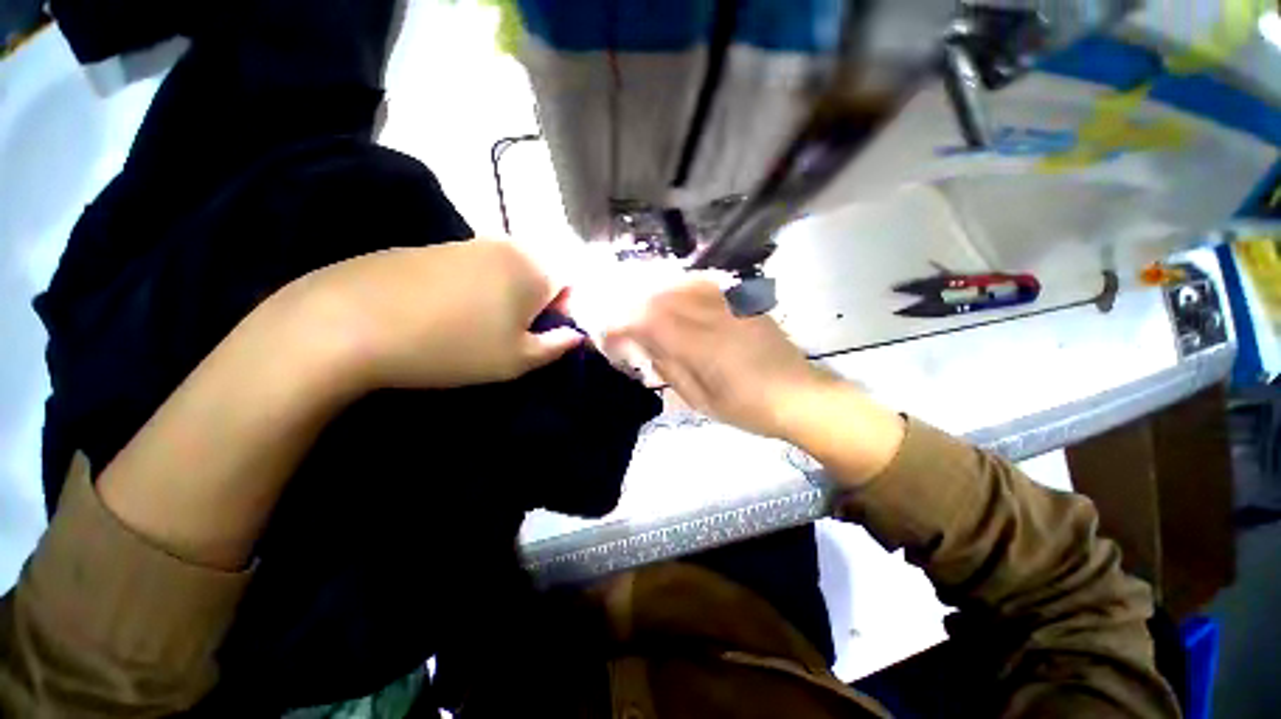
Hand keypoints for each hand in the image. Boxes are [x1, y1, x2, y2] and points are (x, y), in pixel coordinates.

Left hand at [284, 239, 583, 390]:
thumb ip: (556, 345)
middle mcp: (508, 244)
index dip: (565, 309)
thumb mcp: (517, 360)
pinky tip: (448, 311)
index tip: (542, 332)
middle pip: (542, 272)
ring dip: (507, 296)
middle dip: (537, 302)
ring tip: (478, 324)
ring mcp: (469, 241)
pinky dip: (477, 288)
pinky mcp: (437, 246)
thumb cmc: (453, 347)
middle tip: (512, 332)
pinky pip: (477, 266)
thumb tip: (576, 335)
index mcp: (535, 267)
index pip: (573, 282)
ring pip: (509, 269)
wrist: (350, 323)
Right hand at [604, 276, 831, 438]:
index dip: (621, 324)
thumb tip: (645, 345)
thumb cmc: (748, 408)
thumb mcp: (700, 400)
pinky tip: (674, 294)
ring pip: (680, 284)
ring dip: (653, 293)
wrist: (800, 396)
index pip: (647, 322)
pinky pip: (703, 283)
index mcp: (700, 347)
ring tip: (641, 307)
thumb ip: (669, 368)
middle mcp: (712, 317)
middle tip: (622, 322)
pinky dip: (680, 285)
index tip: (608, 335)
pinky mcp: (742, 301)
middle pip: (660, 297)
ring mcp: (730, 304)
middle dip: (632, 306)